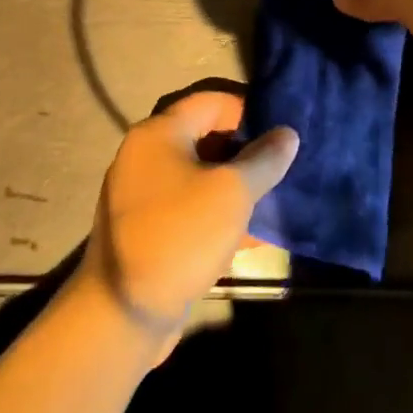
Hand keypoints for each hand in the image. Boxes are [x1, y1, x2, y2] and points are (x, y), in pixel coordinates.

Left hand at [79, 89, 297, 340]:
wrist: (124, 311)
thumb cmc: (181, 235)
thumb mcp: (232, 193)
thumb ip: (264, 159)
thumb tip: (287, 134)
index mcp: (159, 134)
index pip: (211, 102)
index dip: (249, 110)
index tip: (282, 129)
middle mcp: (145, 156)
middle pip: (205, 137)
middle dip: (246, 150)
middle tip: (282, 165)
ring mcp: (143, 194)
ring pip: (200, 176)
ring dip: (236, 185)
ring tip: (275, 198)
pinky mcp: (147, 228)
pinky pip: (190, 207)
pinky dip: (219, 213)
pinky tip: (252, 235)